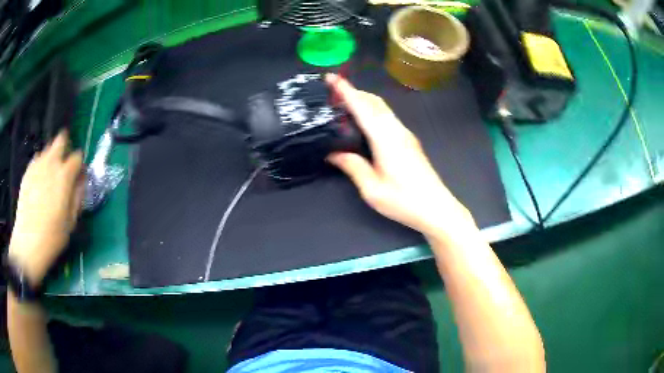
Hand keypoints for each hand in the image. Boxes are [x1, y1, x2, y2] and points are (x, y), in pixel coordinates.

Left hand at [8, 131, 83, 285]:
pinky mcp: (27, 172)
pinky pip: (36, 160)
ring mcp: (37, 166)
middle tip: (65, 164)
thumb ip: (78, 196)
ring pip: (47, 149)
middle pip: (60, 140)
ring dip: (52, 157)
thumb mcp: (71, 221)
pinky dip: (41, 165)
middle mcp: (51, 164)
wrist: (28, 243)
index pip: (77, 156)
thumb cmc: (52, 236)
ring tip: (51, 176)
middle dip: (65, 146)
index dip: (80, 164)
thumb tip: (81, 180)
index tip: (79, 175)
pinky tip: (40, 181)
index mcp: (64, 176)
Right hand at [326, 74, 474, 235]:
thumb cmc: (404, 201)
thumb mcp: (372, 189)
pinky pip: (388, 117)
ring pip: (383, 108)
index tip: (330, 79)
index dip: (346, 91)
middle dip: (354, 92)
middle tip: (333, 92)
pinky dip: (373, 111)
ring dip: (364, 100)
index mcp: (385, 139)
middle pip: (375, 102)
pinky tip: (365, 121)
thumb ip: (352, 166)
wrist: (437, 208)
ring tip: (345, 104)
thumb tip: (332, 153)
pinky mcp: (409, 141)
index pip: (362, 108)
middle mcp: (396, 130)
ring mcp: (405, 135)